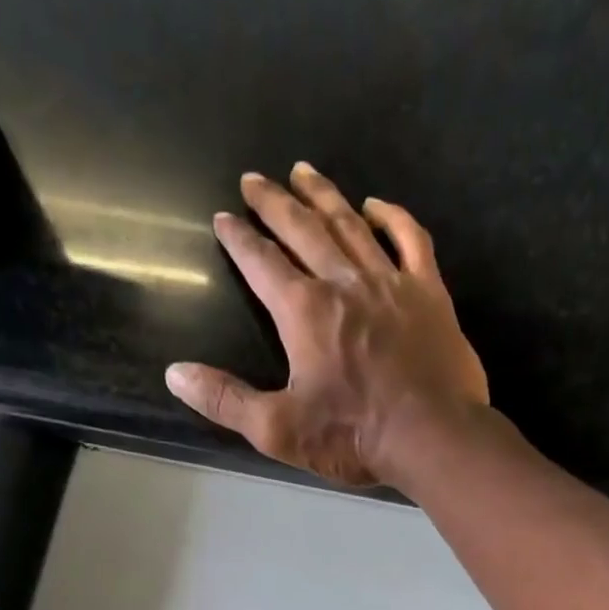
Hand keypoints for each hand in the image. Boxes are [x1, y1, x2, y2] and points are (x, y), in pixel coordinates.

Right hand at [165, 163, 488, 488]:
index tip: (223, 219)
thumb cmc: (353, 436)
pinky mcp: (429, 294)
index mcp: (304, 312)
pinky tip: (376, 205)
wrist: (433, 437)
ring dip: (324, 197)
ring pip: (351, 226)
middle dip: (274, 203)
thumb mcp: (279, 430)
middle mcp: (344, 283)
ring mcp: (391, 283)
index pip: (262, 263)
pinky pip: (410, 241)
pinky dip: (392, 218)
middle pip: (303, 229)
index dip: (239, 240)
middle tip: (254, 180)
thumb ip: (226, 400)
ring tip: (303, 172)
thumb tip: (175, 373)